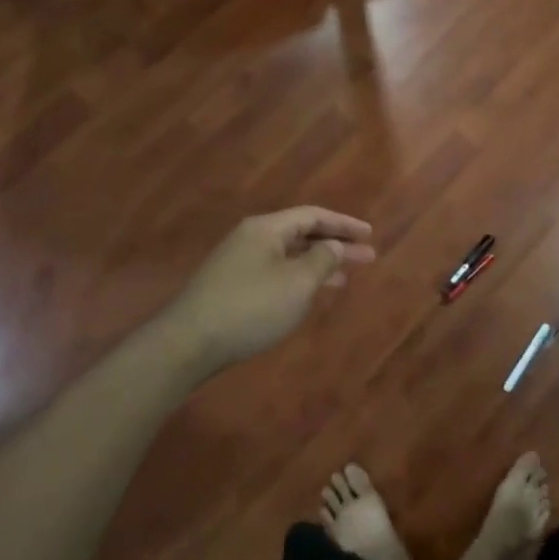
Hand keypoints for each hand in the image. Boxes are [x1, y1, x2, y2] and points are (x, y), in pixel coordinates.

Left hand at [161, 207, 375, 373]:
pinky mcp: (231, 287)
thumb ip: (322, 260)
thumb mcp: (297, 283)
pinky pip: (276, 273)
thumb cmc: (250, 307)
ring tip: (346, 278)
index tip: (369, 234)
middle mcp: (252, 238)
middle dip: (335, 245)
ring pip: (289, 256)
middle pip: (301, 234)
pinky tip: (309, 295)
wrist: (189, 343)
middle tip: (368, 258)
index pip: (312, 215)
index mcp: (266, 229)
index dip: (344, 223)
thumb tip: (333, 245)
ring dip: (318, 264)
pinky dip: (299, 279)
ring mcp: (238, 263)